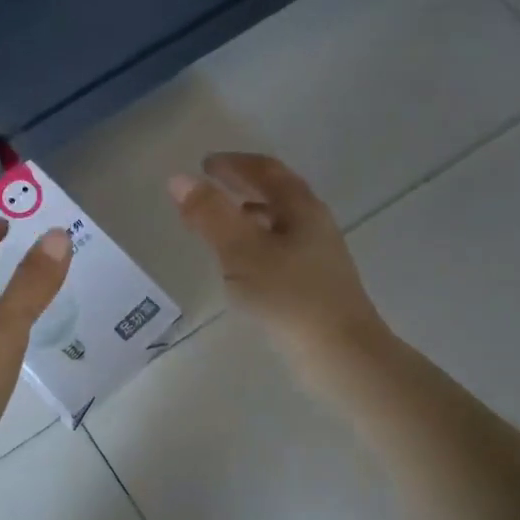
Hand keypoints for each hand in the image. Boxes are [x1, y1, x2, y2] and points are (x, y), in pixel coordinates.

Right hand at [170, 153, 392, 387]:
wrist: (341, 355)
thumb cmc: (289, 296)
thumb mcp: (242, 251)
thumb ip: (210, 215)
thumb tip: (179, 179)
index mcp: (301, 209)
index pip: (266, 171)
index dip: (235, 164)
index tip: (205, 164)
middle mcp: (314, 226)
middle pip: (277, 194)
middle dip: (243, 186)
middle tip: (210, 186)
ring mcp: (318, 257)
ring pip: (279, 224)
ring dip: (249, 215)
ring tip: (219, 223)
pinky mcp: (314, 285)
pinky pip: (279, 250)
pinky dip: (255, 244)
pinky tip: (241, 265)